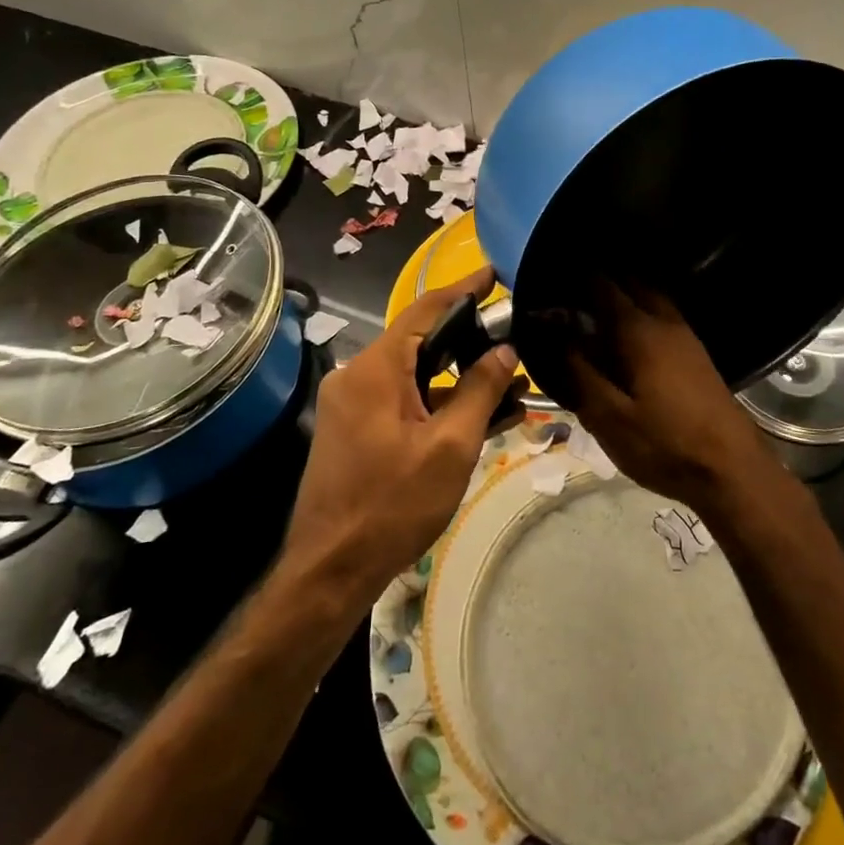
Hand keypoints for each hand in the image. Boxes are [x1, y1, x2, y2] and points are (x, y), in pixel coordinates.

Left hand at [283, 266, 517, 605]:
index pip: (425, 310)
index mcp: (376, 369)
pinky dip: (438, 401)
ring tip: (509, 384)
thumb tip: (506, 349)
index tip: (496, 273)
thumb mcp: (451, 447)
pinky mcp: (354, 429)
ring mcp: (352, 404)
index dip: (464, 289)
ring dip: (458, 377)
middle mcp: (357, 376)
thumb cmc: (393, 505)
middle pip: (420, 340)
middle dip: (469, 338)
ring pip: (414, 374)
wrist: (330, 571)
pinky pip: (403, 399)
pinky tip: (478, 415)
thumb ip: (481, 390)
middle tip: (513, 336)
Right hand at [563, 283, 773, 505]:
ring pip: (652, 297)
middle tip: (572, 295)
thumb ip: (579, 372)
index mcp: (639, 331)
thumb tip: (554, 334)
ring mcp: (686, 336)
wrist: (732, 468)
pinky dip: (642, 312)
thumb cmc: (665, 444)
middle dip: (603, 281)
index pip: (604, 286)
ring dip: (626, 295)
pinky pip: (663, 315)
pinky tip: (628, 338)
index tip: (552, 281)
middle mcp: (665, 321)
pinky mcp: (697, 353)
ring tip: (595, 312)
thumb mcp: (610, 417)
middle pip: (633, 283)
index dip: (577, 279)